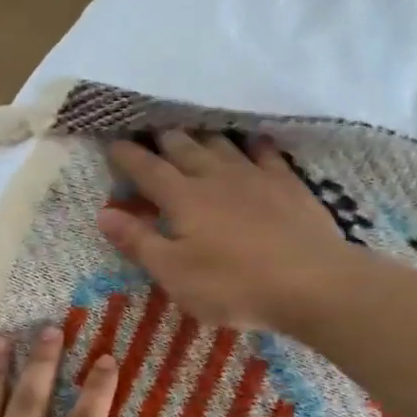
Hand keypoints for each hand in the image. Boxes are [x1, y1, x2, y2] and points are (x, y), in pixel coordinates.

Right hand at [96, 130, 356, 329]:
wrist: (312, 282)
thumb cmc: (234, 285)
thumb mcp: (175, 273)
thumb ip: (139, 242)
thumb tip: (104, 213)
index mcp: (183, 198)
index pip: (147, 169)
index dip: (127, 155)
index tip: (111, 142)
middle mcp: (215, 177)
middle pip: (183, 147)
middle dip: (162, 138)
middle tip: (149, 131)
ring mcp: (254, 176)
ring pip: (220, 144)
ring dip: (201, 136)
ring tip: (191, 132)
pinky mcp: (287, 184)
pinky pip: (264, 152)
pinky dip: (251, 143)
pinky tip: (250, 141)